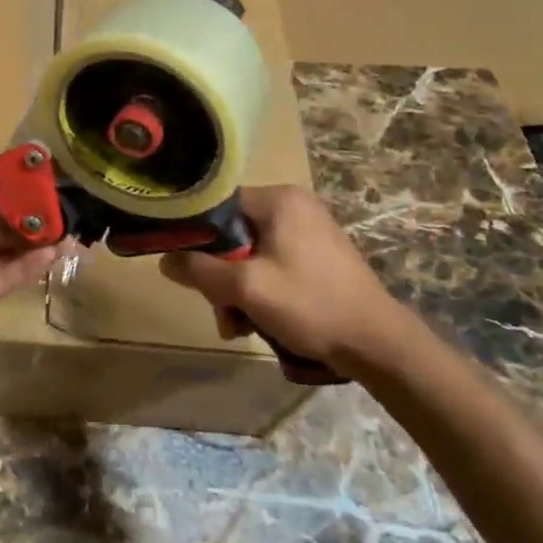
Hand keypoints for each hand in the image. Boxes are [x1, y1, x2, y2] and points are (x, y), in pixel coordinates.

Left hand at [0, 197, 62, 346]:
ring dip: (40, 244)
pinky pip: (7, 278)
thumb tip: (16, 220)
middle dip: (34, 222)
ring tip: (73, 232)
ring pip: (11, 255)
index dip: (17, 200)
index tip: (48, 191)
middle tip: (70, 213)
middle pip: (4, 230)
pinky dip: (31, 266)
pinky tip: (55, 251)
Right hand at [159, 185, 420, 376]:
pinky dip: (260, 290)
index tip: (188, 269)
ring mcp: (309, 230)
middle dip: (220, 276)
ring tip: (238, 326)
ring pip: (251, 254)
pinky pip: (272, 264)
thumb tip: (164, 259)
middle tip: (221, 311)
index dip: (197, 236)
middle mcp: (294, 205)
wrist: (378, 343)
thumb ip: (200, 270)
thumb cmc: (309, 304)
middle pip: (233, 234)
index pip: (218, 205)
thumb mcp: (245, 288)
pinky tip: (257, 321)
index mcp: (279, 199)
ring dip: (237, 290)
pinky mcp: (318, 256)